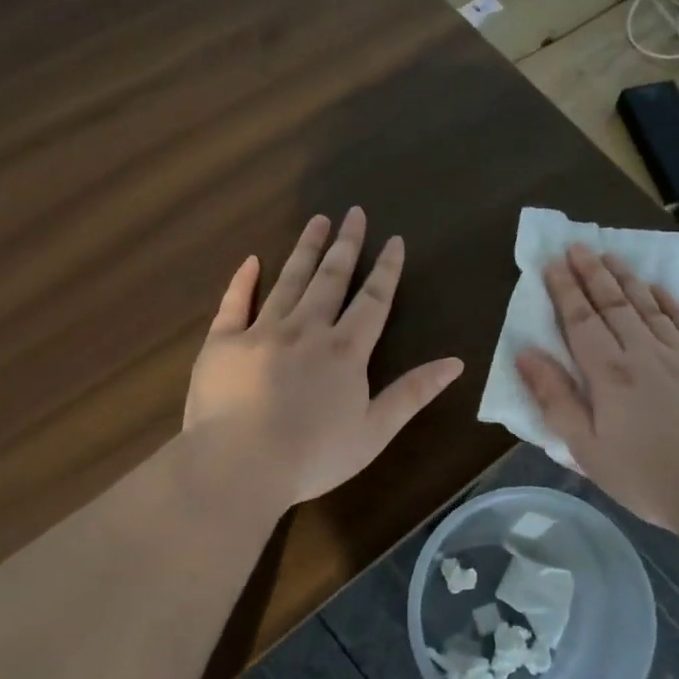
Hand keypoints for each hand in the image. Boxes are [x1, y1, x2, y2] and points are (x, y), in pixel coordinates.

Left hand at [183, 208, 464, 515]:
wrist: (239, 465)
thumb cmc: (314, 456)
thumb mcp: (375, 431)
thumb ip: (413, 392)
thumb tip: (456, 363)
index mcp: (345, 350)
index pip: (373, 300)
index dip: (386, 269)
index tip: (393, 240)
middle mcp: (306, 329)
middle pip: (330, 279)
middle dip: (345, 245)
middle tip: (353, 213)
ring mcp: (262, 332)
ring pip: (288, 280)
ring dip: (305, 249)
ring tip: (317, 221)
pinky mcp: (223, 342)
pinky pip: (234, 303)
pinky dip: (243, 280)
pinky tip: (252, 261)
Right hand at [516, 243, 678, 534]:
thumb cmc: (644, 477)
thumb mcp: (585, 447)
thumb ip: (555, 398)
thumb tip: (525, 354)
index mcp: (609, 373)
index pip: (581, 320)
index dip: (565, 290)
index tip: (552, 263)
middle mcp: (644, 354)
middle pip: (614, 304)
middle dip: (593, 273)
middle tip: (578, 246)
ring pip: (650, 307)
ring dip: (628, 279)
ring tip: (612, 256)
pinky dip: (670, 304)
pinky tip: (660, 290)